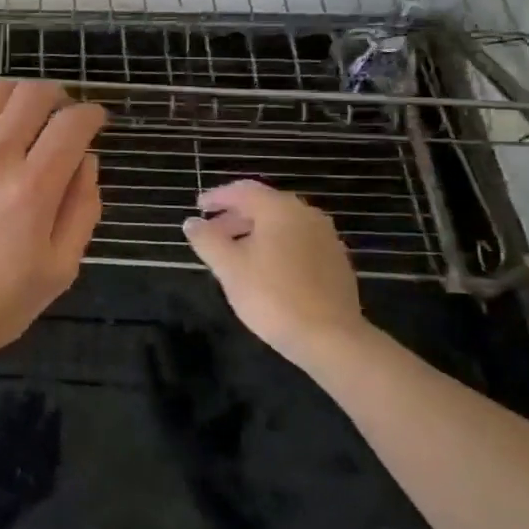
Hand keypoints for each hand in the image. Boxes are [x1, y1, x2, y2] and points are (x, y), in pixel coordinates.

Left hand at [0, 80, 104, 369]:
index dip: (93, 114)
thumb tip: (88, 162)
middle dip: (59, 97)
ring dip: (19, 95)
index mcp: (33, 189)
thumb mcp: (59, 270)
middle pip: (34, 94)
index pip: (72, 124)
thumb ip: (82, 210)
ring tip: (24, 116)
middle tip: (62, 118)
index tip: (97, 122)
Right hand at [182, 180, 365, 359]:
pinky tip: (264, 269)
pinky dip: (276, 245)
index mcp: (280, 210)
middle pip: (264, 205)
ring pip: (282, 224)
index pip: (243, 190)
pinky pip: (298, 241)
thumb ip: (206, 240)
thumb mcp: (229, 267)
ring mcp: (326, 238)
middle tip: (212, 233)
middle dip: (235, 216)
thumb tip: (192, 222)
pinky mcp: (336, 261)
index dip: (217, 197)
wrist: (330, 338)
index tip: (199, 207)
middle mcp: (306, 215)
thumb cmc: (272, 296)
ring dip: (255, 232)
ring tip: (234, 253)